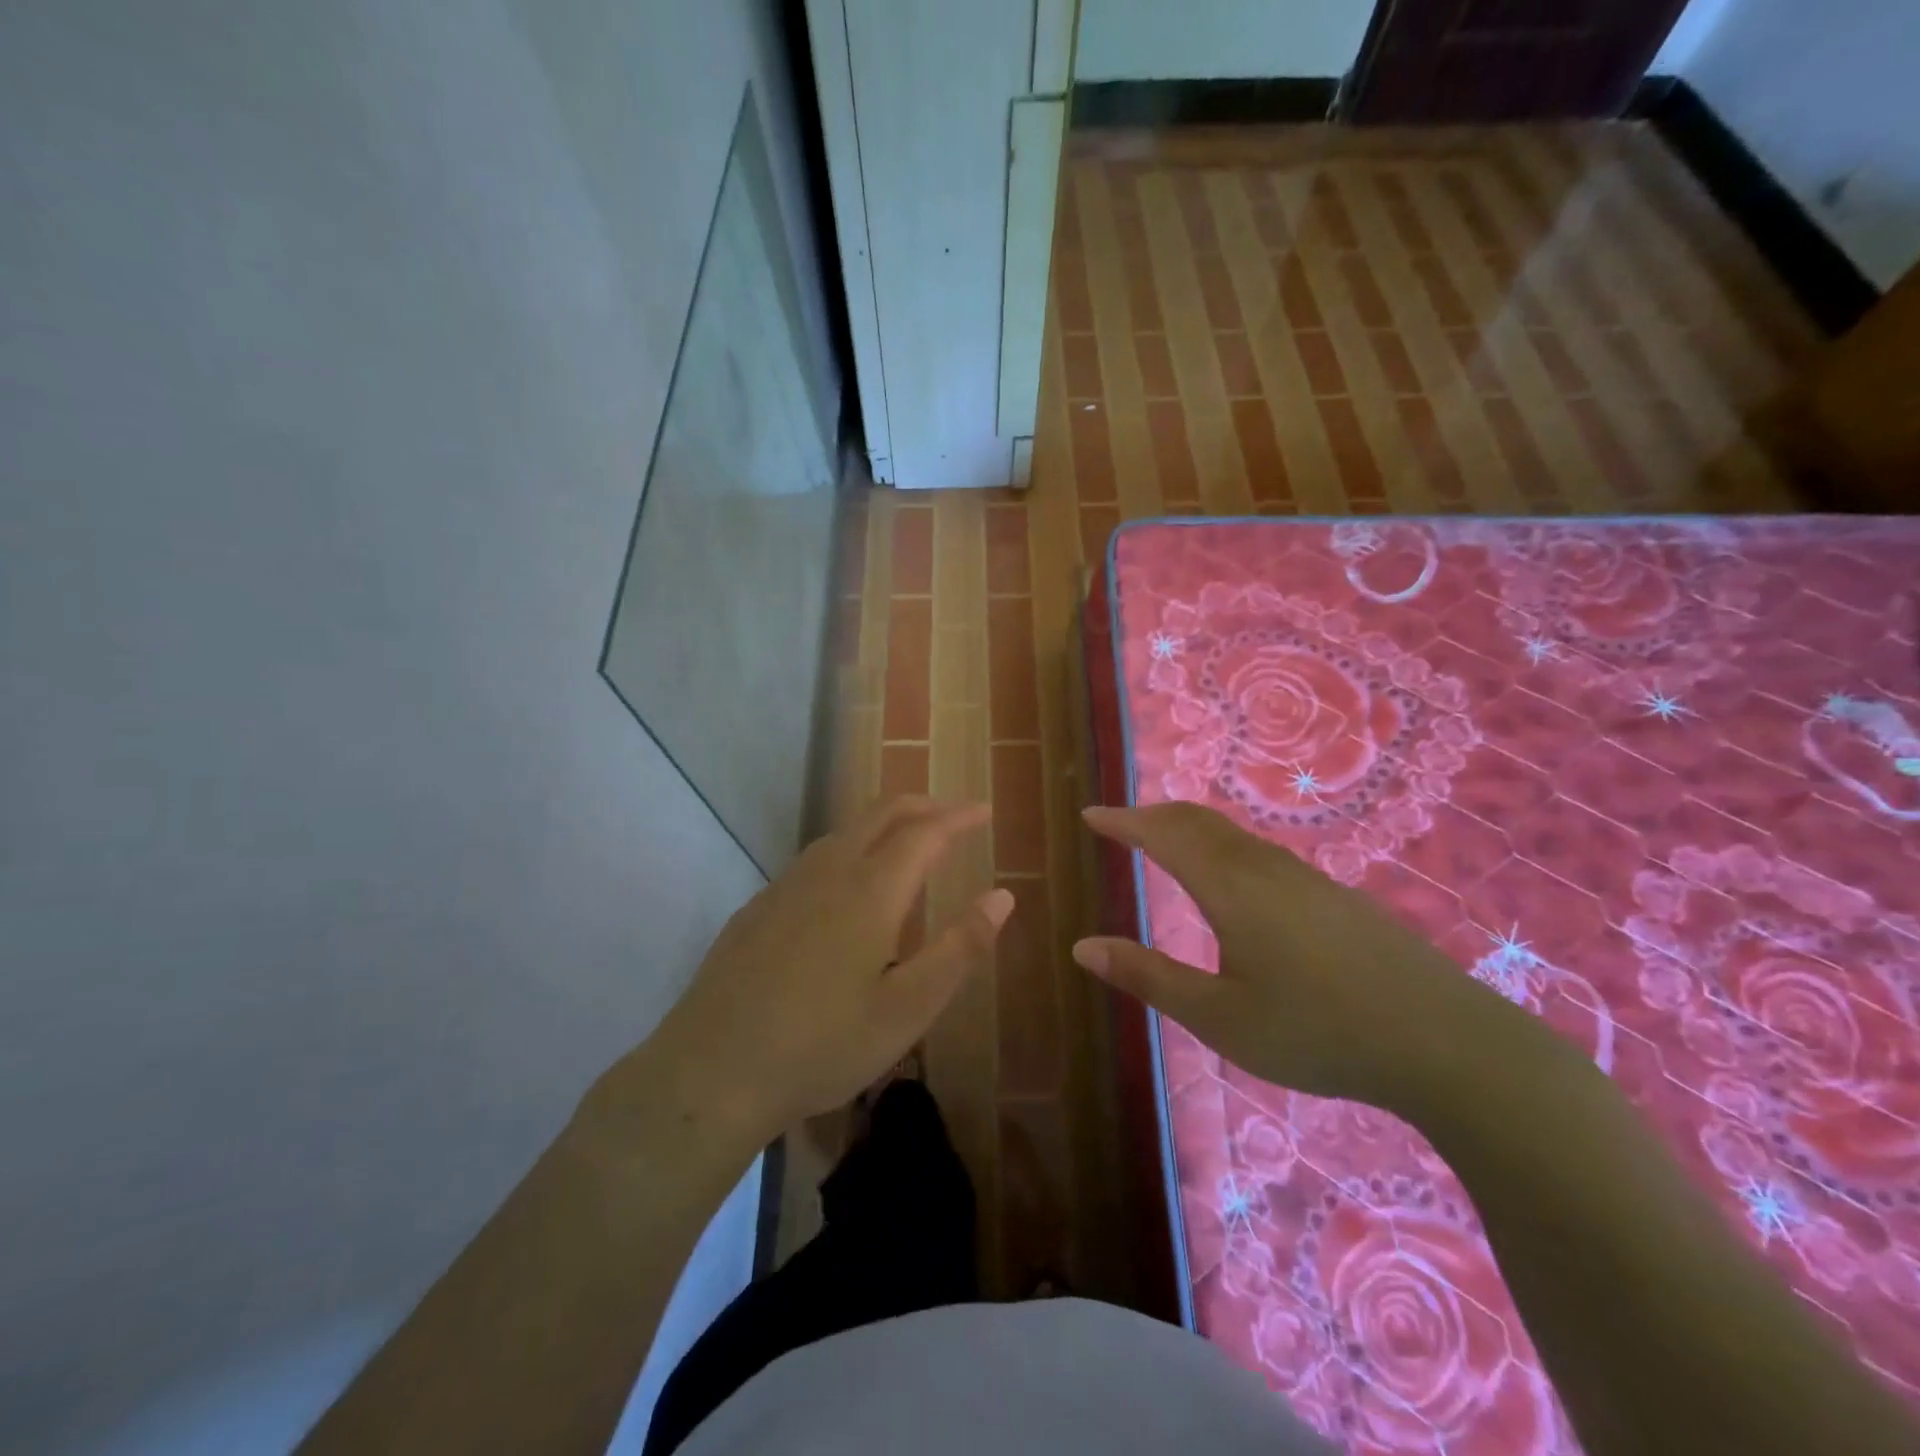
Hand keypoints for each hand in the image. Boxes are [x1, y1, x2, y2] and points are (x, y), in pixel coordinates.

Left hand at [646, 797, 1009, 1134]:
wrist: (711, 1072)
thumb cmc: (823, 1045)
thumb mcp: (908, 1008)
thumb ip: (960, 948)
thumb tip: (1003, 896)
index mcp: (870, 890)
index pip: (925, 832)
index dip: (959, 817)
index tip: (986, 811)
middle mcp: (828, 872)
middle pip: (881, 814)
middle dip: (923, 806)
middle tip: (954, 818)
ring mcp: (785, 886)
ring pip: (844, 832)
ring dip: (884, 826)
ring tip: (909, 846)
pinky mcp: (758, 907)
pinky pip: (815, 859)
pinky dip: (850, 850)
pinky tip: (848, 889)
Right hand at [1074, 802, 1515, 1111]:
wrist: (1444, 1041)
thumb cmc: (1317, 1031)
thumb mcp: (1219, 1017)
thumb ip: (1148, 977)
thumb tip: (1082, 947)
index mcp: (1230, 888)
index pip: (1163, 835)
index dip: (1123, 821)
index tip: (1090, 814)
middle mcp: (1264, 867)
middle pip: (1198, 822)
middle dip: (1153, 815)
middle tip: (1121, 822)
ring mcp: (1306, 878)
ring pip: (1234, 835)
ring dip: (1190, 828)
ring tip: (1166, 842)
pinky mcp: (1335, 896)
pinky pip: (1261, 852)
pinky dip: (1223, 846)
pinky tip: (1233, 880)